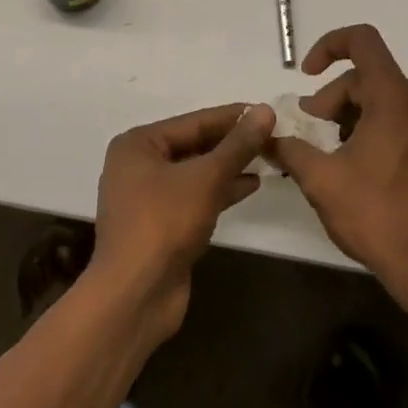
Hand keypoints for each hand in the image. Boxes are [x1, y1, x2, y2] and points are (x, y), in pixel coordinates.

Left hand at [89, 103, 274, 346]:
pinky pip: (195, 196)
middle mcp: (138, 165)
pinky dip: (220, 190)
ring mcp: (148, 197)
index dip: (233, 116)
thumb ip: (238, 145)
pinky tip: (251, 184)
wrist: (135, 296)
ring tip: (268, 156)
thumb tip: (266, 110)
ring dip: (229, 166)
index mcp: (138, 144)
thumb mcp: (206, 178)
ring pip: (196, 172)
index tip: (267, 110)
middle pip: (194, 145)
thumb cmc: (164, 223)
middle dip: (232, 142)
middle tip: (272, 134)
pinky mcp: (161, 225)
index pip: (194, 121)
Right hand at [269, 25, 407, 295]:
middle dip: (331, 98)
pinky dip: (369, 126)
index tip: (306, 75)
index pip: (363, 41)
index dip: (329, 46)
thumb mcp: (320, 180)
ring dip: (348, 115)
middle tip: (309, 133)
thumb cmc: (375, 216)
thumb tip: (266, 134)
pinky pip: (396, 116)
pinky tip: (352, 161)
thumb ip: (289, 148)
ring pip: (380, 98)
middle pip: (366, 77)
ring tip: (328, 151)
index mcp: (396, 99)